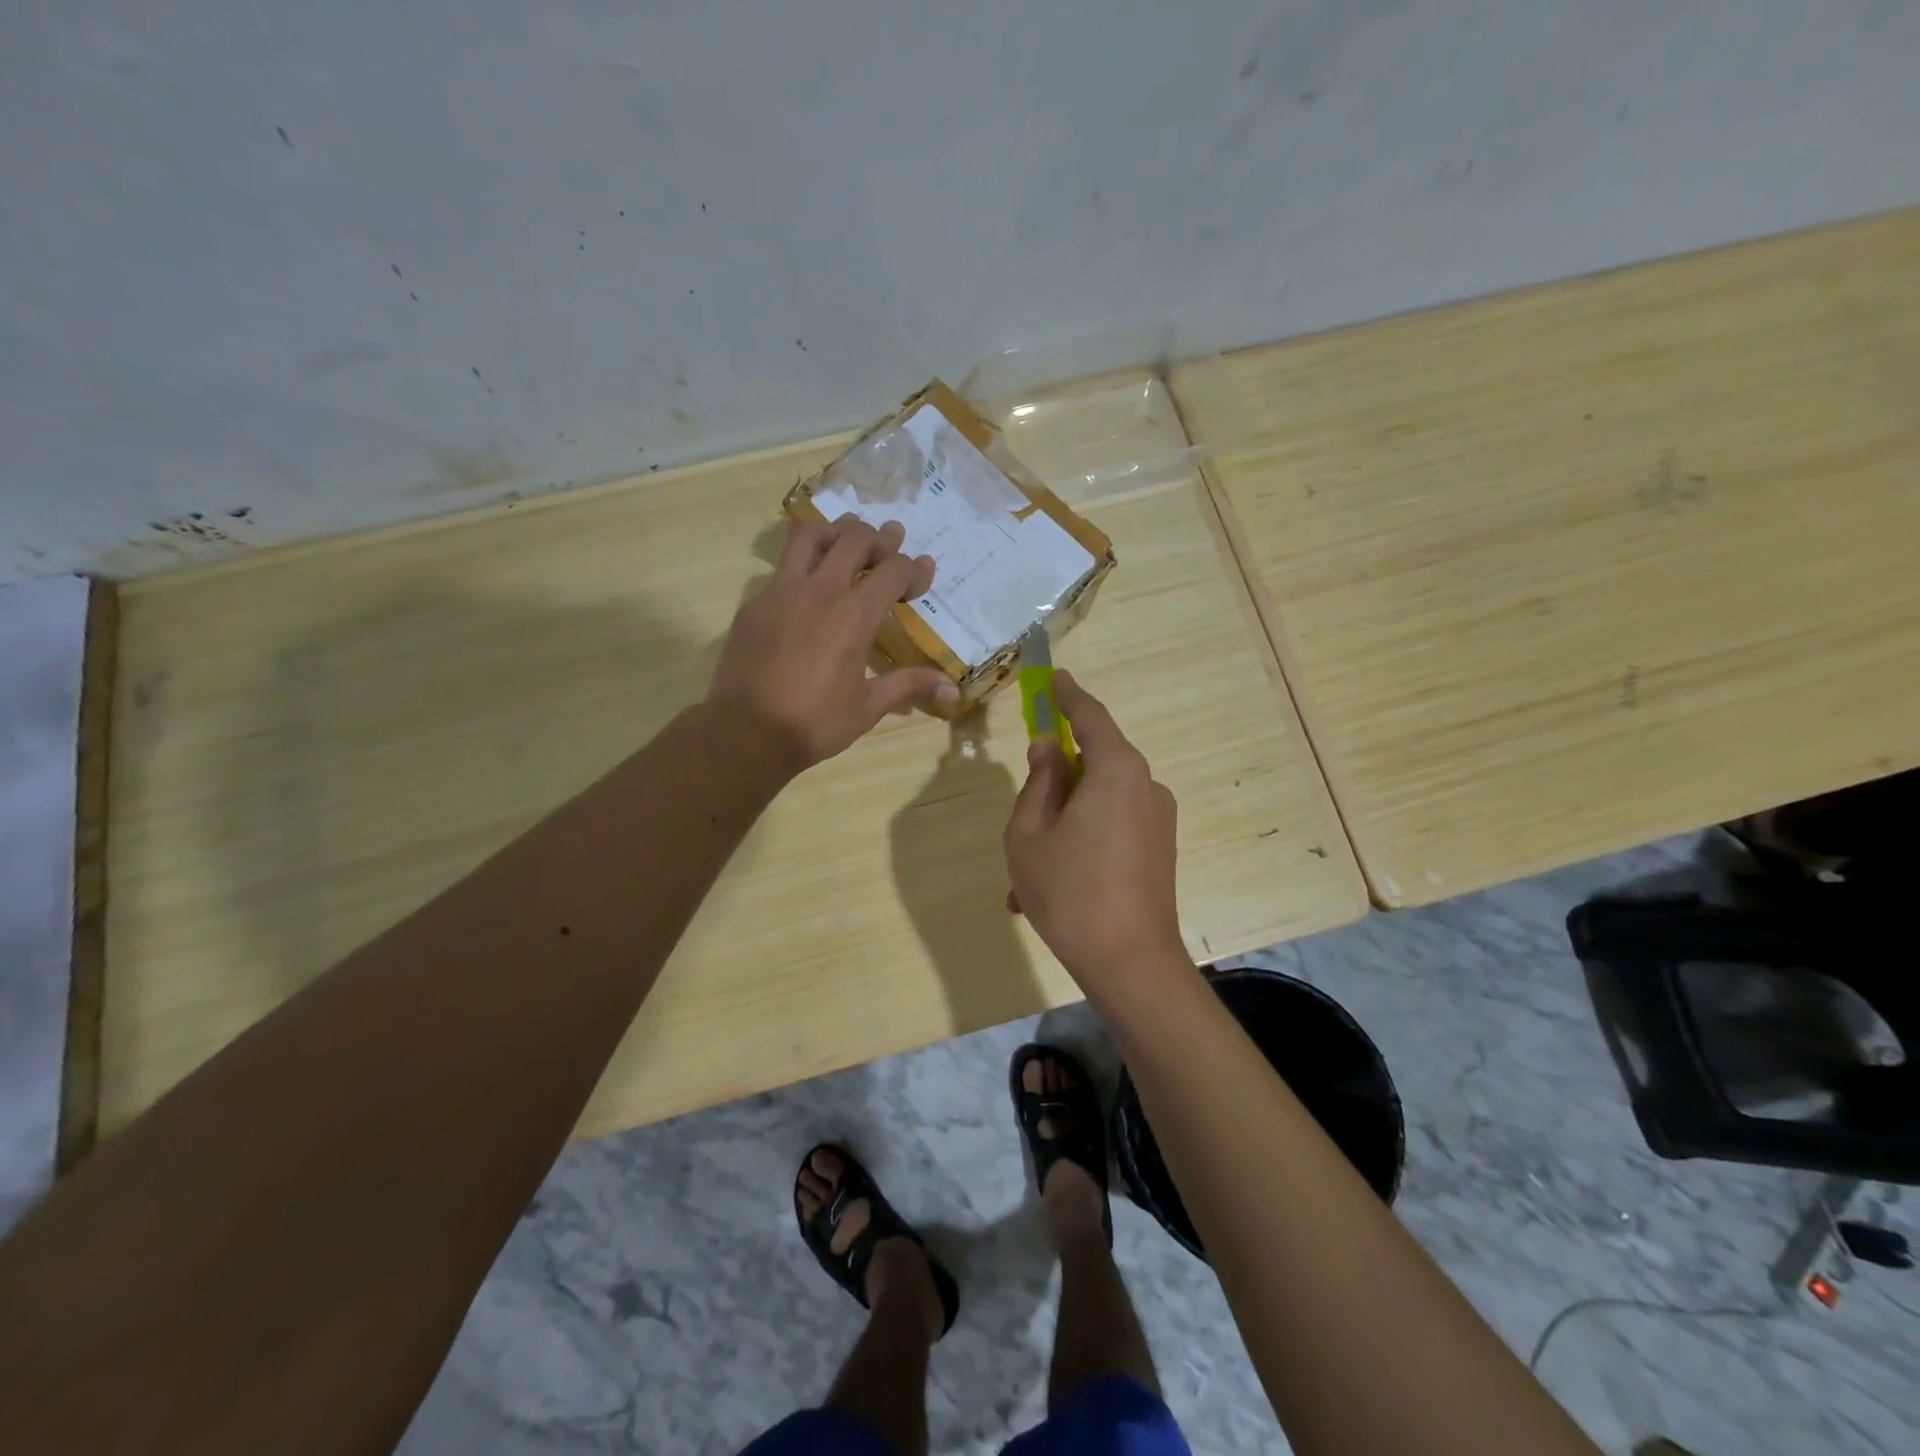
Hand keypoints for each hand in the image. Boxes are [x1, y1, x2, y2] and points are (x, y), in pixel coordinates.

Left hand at [707, 514, 959, 772]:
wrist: (746, 731)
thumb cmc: (815, 722)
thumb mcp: (868, 706)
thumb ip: (909, 685)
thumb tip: (952, 690)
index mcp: (855, 614)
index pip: (894, 569)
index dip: (915, 569)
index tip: (924, 575)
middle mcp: (821, 589)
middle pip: (855, 538)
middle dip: (879, 538)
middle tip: (890, 546)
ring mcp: (782, 590)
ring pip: (810, 535)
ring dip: (834, 532)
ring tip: (846, 542)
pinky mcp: (755, 602)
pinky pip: (781, 565)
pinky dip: (801, 562)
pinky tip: (807, 585)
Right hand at [1004, 671, 1185, 984]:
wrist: (1131, 964)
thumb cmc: (1069, 891)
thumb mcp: (1030, 833)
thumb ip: (1038, 782)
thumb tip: (1049, 749)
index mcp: (1116, 770)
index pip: (1090, 715)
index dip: (1068, 694)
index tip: (1054, 677)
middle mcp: (1145, 785)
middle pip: (1095, 762)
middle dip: (1055, 782)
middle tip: (1023, 813)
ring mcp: (1158, 820)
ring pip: (1099, 803)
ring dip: (1063, 824)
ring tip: (1027, 875)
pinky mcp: (1161, 850)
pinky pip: (1113, 829)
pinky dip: (1082, 843)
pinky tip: (1054, 886)